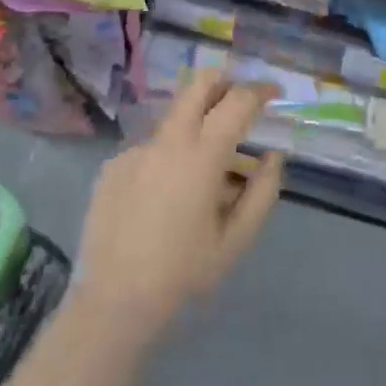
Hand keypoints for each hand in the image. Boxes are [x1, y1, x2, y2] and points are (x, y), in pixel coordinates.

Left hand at [74, 72, 284, 332]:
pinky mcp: (114, 164)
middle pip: (198, 84)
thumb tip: (272, 156)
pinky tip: (163, 200)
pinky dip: (167, 159)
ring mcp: (136, 149)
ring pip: (174, 118)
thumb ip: (262, 192)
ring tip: (202, 175)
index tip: (274, 92)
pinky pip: (150, 149)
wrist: (112, 303)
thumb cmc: (182, 273)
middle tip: (238, 103)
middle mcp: (167, 139)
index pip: (237, 101)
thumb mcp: (235, 241)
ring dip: (196, 127)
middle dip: (224, 83)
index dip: (260, 90)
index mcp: (201, 155)